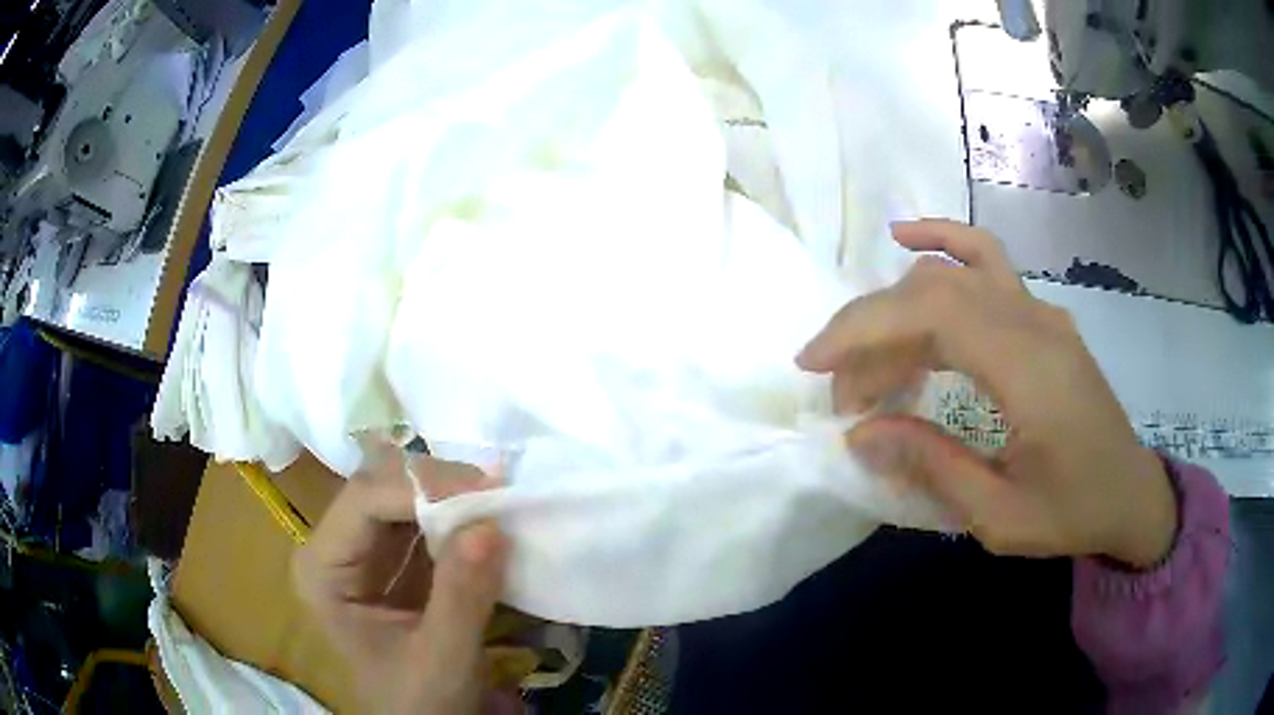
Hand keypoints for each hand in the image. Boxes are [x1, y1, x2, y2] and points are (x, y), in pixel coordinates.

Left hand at [293, 450, 519, 713]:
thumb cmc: (419, 703)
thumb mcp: (441, 658)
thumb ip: (462, 596)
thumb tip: (490, 524)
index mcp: (322, 570)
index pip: (364, 501)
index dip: (423, 487)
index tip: (486, 493)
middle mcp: (334, 549)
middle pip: (379, 487)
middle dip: (437, 484)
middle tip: (495, 492)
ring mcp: (362, 553)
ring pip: (400, 496)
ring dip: (448, 495)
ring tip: (496, 499)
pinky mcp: (391, 563)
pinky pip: (420, 522)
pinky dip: (454, 516)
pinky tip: (484, 518)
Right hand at [797, 220, 1176, 568]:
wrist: (1130, 495)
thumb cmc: (1072, 512)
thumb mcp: (999, 515)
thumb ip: (932, 466)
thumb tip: (861, 434)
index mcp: (1030, 371)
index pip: (934, 315)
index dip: (865, 329)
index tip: (814, 365)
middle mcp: (1035, 323)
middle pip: (935, 289)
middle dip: (871, 330)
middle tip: (842, 391)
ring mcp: (1041, 312)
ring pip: (954, 273)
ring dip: (897, 305)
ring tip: (866, 357)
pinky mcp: (1041, 316)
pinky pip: (987, 263)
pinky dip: (943, 244)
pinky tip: (908, 241)